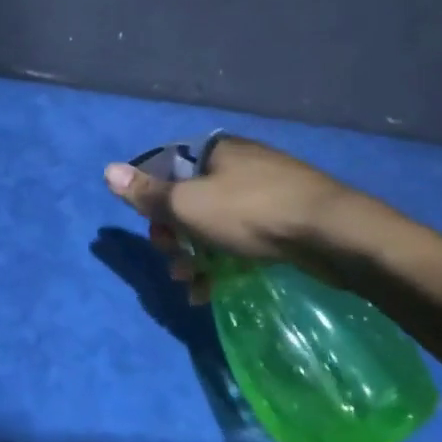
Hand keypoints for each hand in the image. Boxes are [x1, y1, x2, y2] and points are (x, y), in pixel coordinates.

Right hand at [103, 136, 361, 302]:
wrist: (333, 234)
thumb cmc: (251, 212)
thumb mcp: (188, 204)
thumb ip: (147, 193)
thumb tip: (107, 170)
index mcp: (214, 152)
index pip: (167, 170)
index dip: (153, 204)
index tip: (155, 234)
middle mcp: (238, 164)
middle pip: (189, 199)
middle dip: (175, 237)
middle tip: (176, 265)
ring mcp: (265, 190)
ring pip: (214, 223)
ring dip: (196, 256)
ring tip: (193, 286)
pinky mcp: (285, 218)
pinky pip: (241, 237)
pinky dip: (224, 261)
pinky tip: (216, 289)